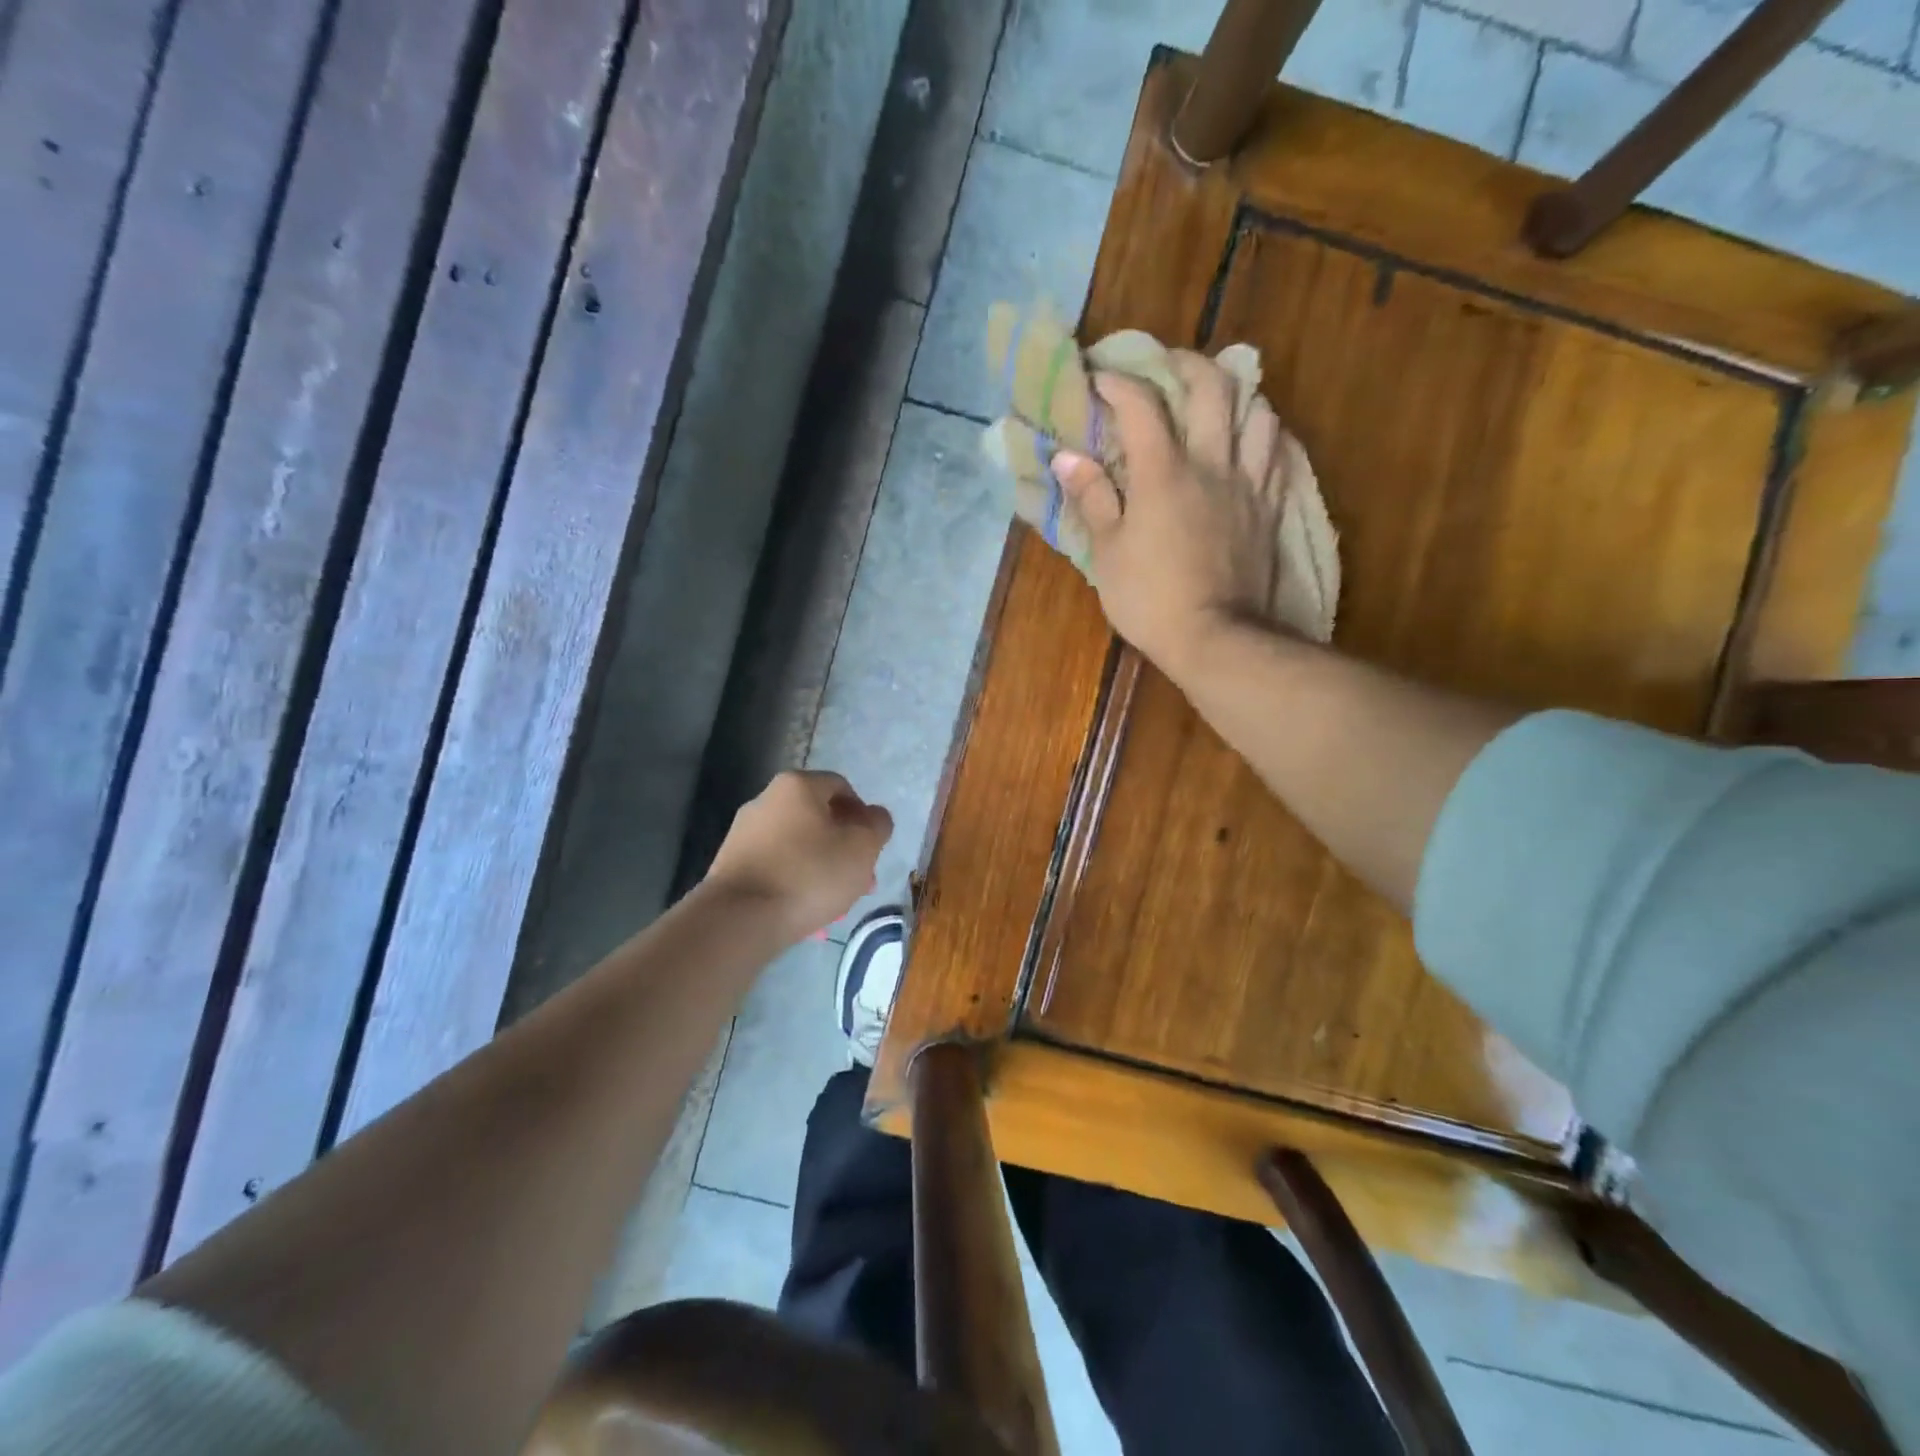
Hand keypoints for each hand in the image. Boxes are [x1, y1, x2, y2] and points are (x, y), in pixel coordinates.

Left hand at [703, 770, 892, 938]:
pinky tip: (806, 912)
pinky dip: (794, 884)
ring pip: (798, 846)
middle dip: (844, 849)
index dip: (863, 815)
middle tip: (859, 881)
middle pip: (818, 819)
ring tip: (835, 904)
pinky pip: (775, 868)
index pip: (842, 787)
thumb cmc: (810, 873)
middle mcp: (765, 800)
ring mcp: (743, 833)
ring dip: (822, 869)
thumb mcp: (862, 847)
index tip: (871, 847)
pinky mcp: (731, 865)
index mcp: (797, 785)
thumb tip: (874, 817)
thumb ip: (877, 825)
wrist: (740, 918)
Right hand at [1053, 351, 1282, 680]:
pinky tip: (1252, 436)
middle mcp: (1212, 463)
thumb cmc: (1150, 599)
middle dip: (1183, 363)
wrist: (1215, 639)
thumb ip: (1092, 498)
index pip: (1140, 405)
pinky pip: (1278, 451)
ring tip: (1215, 400)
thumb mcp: (1107, 552)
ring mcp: (1248, 483)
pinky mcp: (1270, 507)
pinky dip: (1264, 430)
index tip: (1096, 376)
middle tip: (1163, 365)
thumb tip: (1067, 456)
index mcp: (1163, 472)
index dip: (1116, 381)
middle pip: (1211, 386)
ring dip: (1234, 393)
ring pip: (1256, 410)